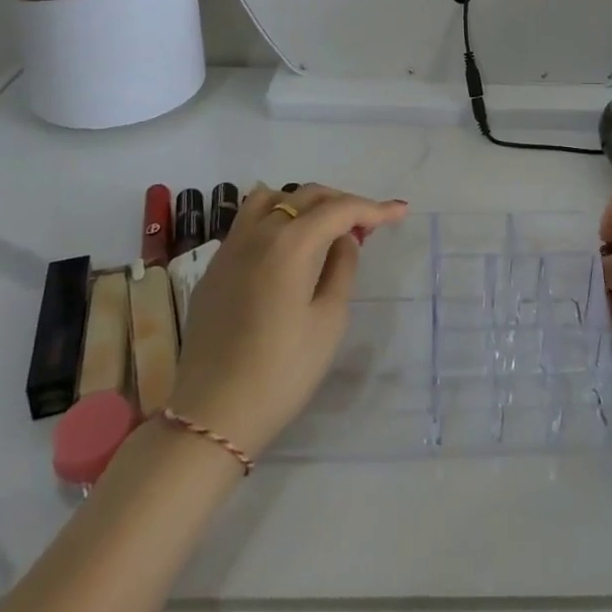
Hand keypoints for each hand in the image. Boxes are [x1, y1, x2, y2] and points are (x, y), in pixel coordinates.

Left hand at [165, 184, 407, 458]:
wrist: (212, 415)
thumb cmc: (282, 371)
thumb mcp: (329, 321)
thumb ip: (342, 268)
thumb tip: (344, 239)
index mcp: (291, 243)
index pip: (339, 209)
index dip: (373, 208)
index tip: (399, 212)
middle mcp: (258, 233)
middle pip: (306, 196)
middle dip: (341, 203)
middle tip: (366, 224)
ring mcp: (230, 247)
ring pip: (270, 199)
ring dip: (303, 203)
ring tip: (323, 227)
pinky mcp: (214, 267)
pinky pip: (248, 223)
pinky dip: (275, 219)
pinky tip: (286, 249)